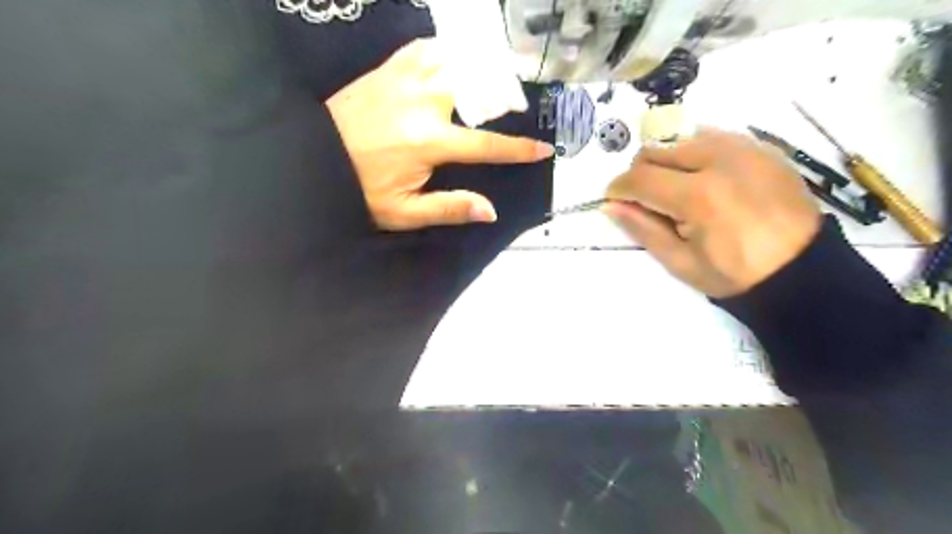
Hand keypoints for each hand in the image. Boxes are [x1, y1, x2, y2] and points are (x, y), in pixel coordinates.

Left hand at [328, 38, 554, 228]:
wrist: (310, 160)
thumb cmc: (360, 188)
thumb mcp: (403, 212)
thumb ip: (449, 208)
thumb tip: (490, 210)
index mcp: (429, 142)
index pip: (486, 145)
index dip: (519, 149)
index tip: (544, 148)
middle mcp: (423, 102)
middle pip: (477, 87)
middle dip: (504, 95)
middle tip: (516, 103)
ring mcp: (404, 79)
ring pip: (455, 59)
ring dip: (479, 68)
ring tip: (492, 78)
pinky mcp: (387, 68)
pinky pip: (424, 48)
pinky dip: (445, 51)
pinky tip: (452, 60)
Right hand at [605, 127, 822, 297]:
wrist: (803, 271)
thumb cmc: (735, 274)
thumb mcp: (680, 262)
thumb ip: (642, 229)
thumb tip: (610, 206)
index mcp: (698, 196)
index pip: (639, 178)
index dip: (618, 189)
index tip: (613, 201)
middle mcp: (720, 160)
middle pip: (656, 150)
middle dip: (640, 173)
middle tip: (646, 200)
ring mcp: (745, 148)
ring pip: (682, 138)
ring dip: (666, 161)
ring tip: (676, 190)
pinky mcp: (762, 147)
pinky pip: (713, 137)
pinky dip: (695, 154)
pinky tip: (703, 179)